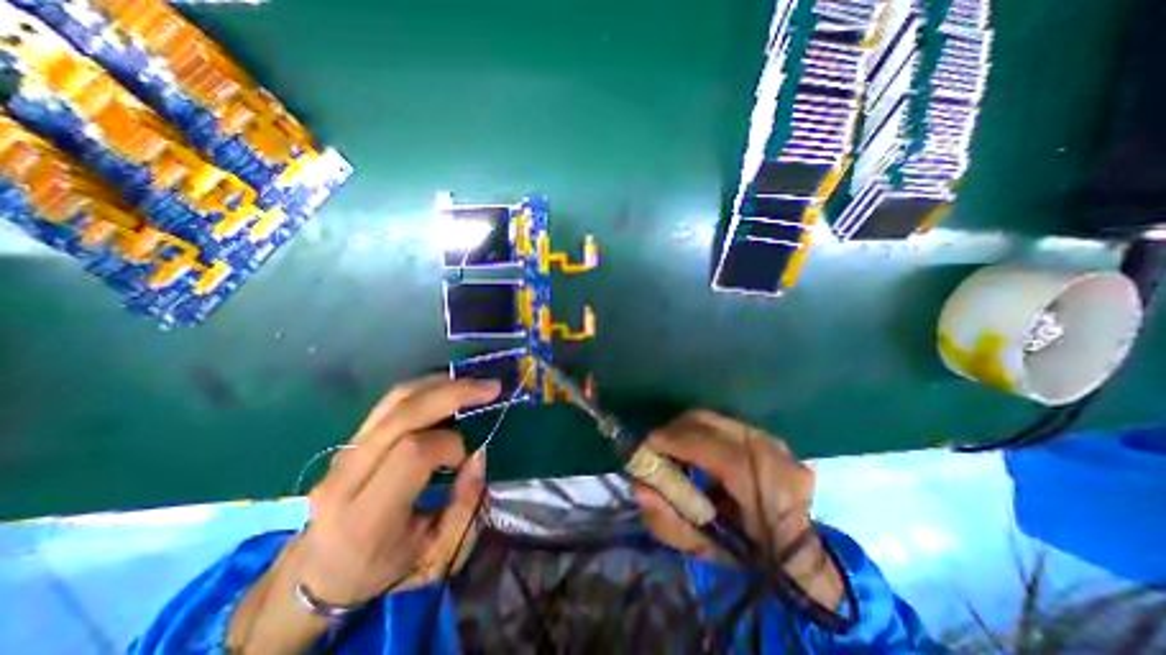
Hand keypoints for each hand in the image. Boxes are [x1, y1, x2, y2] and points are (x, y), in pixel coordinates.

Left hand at [291, 374, 501, 604]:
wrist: (317, 573)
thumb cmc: (381, 570)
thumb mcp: (434, 556)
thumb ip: (464, 506)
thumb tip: (480, 454)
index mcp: (366, 517)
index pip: (412, 453)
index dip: (450, 444)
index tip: (465, 458)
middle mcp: (347, 476)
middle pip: (403, 415)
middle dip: (454, 394)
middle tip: (491, 388)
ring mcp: (343, 453)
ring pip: (395, 400)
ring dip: (441, 384)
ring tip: (474, 383)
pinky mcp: (350, 439)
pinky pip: (390, 402)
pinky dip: (426, 388)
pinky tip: (449, 387)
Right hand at [634, 412, 843, 606]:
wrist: (792, 550)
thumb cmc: (745, 555)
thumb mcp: (703, 548)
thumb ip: (668, 521)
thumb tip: (640, 486)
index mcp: (772, 495)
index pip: (723, 457)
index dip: (681, 444)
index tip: (649, 443)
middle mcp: (777, 458)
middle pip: (713, 425)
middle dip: (676, 430)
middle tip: (657, 445)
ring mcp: (774, 442)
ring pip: (715, 419)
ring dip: (687, 429)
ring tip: (674, 447)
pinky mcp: (765, 434)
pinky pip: (722, 423)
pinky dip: (701, 431)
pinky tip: (695, 448)